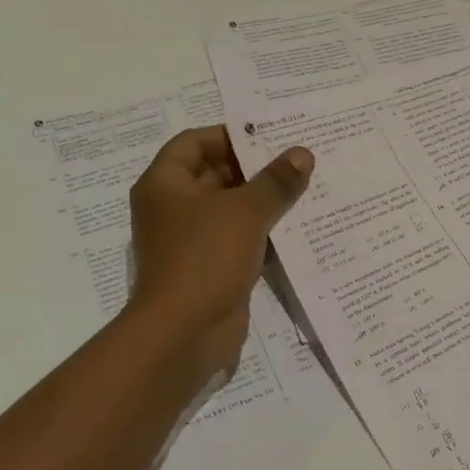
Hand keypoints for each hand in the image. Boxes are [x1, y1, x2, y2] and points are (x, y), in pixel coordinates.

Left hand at [127, 126, 312, 389]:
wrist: (184, 334)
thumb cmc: (205, 258)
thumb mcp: (245, 212)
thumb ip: (276, 181)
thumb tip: (302, 154)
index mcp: (164, 185)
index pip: (193, 142)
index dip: (228, 135)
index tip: (269, 136)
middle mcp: (171, 208)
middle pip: (212, 174)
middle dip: (253, 167)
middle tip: (297, 159)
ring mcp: (189, 241)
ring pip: (228, 209)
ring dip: (261, 200)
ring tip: (305, 186)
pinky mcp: (208, 268)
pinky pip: (236, 239)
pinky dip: (261, 231)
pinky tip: (297, 225)